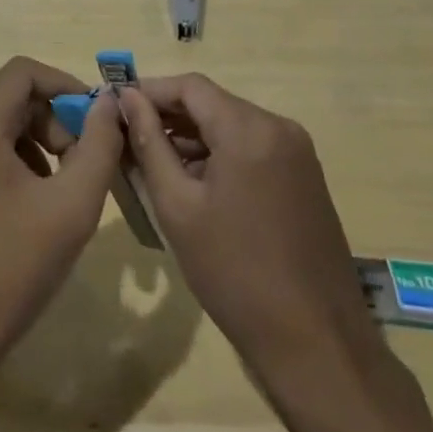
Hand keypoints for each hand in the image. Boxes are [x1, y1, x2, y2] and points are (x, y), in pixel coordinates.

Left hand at [0, 57, 123, 380]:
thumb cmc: (8, 269)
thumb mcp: (70, 206)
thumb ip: (99, 146)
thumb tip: (109, 105)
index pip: (25, 72)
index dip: (68, 86)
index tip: (98, 122)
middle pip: (13, 98)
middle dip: (56, 121)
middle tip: (83, 165)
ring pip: (1, 126)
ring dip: (39, 145)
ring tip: (62, 193)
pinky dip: (17, 164)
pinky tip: (33, 210)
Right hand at [119, 76, 374, 368]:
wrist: (317, 345)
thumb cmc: (235, 274)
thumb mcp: (178, 207)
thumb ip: (149, 144)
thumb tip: (126, 99)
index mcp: (250, 128)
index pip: (190, 86)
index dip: (149, 91)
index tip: (115, 108)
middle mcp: (279, 127)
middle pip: (212, 103)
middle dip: (168, 116)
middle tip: (127, 138)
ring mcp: (297, 152)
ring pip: (231, 126)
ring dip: (191, 138)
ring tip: (151, 163)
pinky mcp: (304, 177)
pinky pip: (252, 148)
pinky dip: (219, 155)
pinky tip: (192, 183)